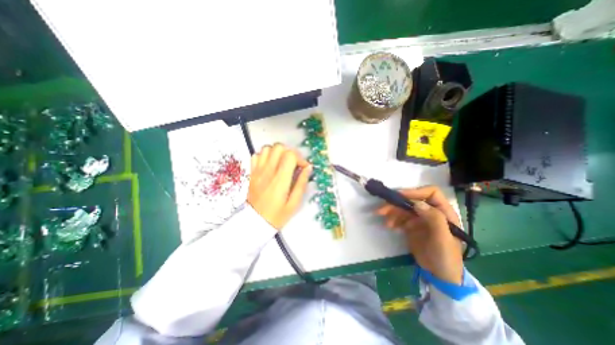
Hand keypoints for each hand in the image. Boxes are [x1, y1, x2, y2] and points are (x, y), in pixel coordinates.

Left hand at [247, 143, 312, 228]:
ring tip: (282, 163)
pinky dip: (265, 156)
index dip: (300, 158)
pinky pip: (257, 155)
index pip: (290, 155)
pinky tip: (270, 165)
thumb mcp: (294, 203)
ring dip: (277, 152)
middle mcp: (268, 171)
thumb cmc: (277, 215)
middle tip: (293, 163)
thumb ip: (301, 183)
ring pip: (267, 148)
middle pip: (279, 147)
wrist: (254, 222)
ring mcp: (258, 171)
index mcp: (280, 180)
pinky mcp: (252, 172)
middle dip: (290, 152)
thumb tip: (308, 168)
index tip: (303, 168)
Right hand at [375, 187, 466, 283]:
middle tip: (382, 210)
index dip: (415, 192)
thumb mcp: (443, 239)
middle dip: (396, 203)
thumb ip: (434, 219)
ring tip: (385, 222)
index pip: (431, 193)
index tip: (400, 196)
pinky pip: (400, 217)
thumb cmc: (446, 257)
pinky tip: (389, 226)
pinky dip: (393, 219)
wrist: (439, 276)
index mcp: (443, 212)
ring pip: (403, 208)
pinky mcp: (411, 225)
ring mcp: (420, 219)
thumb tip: (417, 203)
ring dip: (392, 212)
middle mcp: (431, 212)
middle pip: (412, 200)